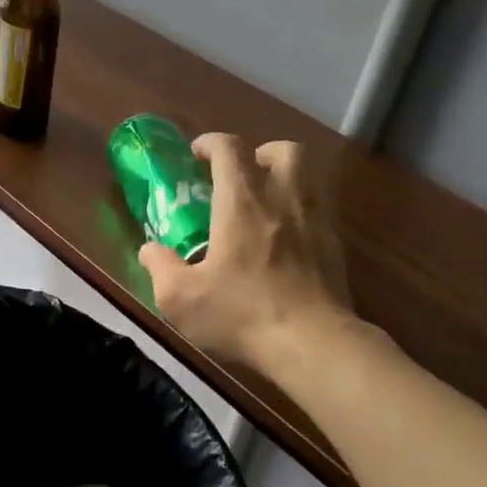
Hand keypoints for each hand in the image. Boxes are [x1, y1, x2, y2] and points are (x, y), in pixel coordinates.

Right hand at [139, 133, 353, 368]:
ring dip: (287, 179)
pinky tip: (288, 241)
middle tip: (244, 174)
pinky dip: (303, 213)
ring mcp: (316, 223)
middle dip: (262, 152)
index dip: (211, 143)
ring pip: (309, 178)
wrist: (312, 344)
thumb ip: (160, 268)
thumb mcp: (180, 299)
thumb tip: (150, 250)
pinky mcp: (336, 248)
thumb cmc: (241, 315)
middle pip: (285, 151)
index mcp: (241, 205)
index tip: (197, 153)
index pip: (230, 150)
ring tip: (267, 203)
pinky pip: (321, 212)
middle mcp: (283, 201)